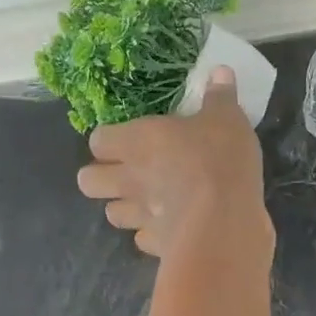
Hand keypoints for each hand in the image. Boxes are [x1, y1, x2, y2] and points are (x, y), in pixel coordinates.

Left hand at [77, 67, 273, 260]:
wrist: (224, 223)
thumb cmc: (219, 160)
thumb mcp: (227, 119)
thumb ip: (220, 96)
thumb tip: (219, 71)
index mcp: (137, 142)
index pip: (98, 140)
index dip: (108, 140)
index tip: (126, 138)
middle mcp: (129, 179)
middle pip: (88, 181)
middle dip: (100, 177)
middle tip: (127, 171)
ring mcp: (139, 216)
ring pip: (112, 214)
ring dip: (125, 207)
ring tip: (146, 201)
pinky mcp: (156, 245)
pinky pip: (143, 238)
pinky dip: (153, 234)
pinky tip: (171, 227)